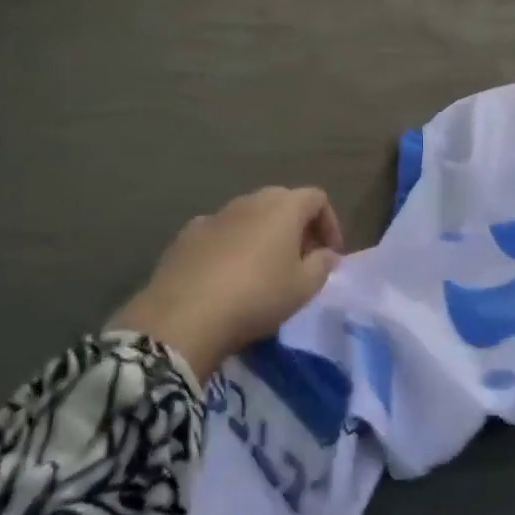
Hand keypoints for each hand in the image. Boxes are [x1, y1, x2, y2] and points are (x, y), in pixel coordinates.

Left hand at [106, 187, 344, 381]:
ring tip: (263, 270)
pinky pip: (220, 232)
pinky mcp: (187, 235)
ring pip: (249, 216)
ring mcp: (216, 215)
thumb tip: (326, 254)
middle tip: (301, 260)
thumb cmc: (256, 296)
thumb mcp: (303, 288)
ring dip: (263, 235)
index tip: (330, 254)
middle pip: (282, 202)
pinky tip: (226, 276)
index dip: (329, 223)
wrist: (184, 316)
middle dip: (297, 227)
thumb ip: (322, 265)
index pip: (316, 198)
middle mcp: (250, 201)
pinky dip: (231, 246)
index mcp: (284, 207)